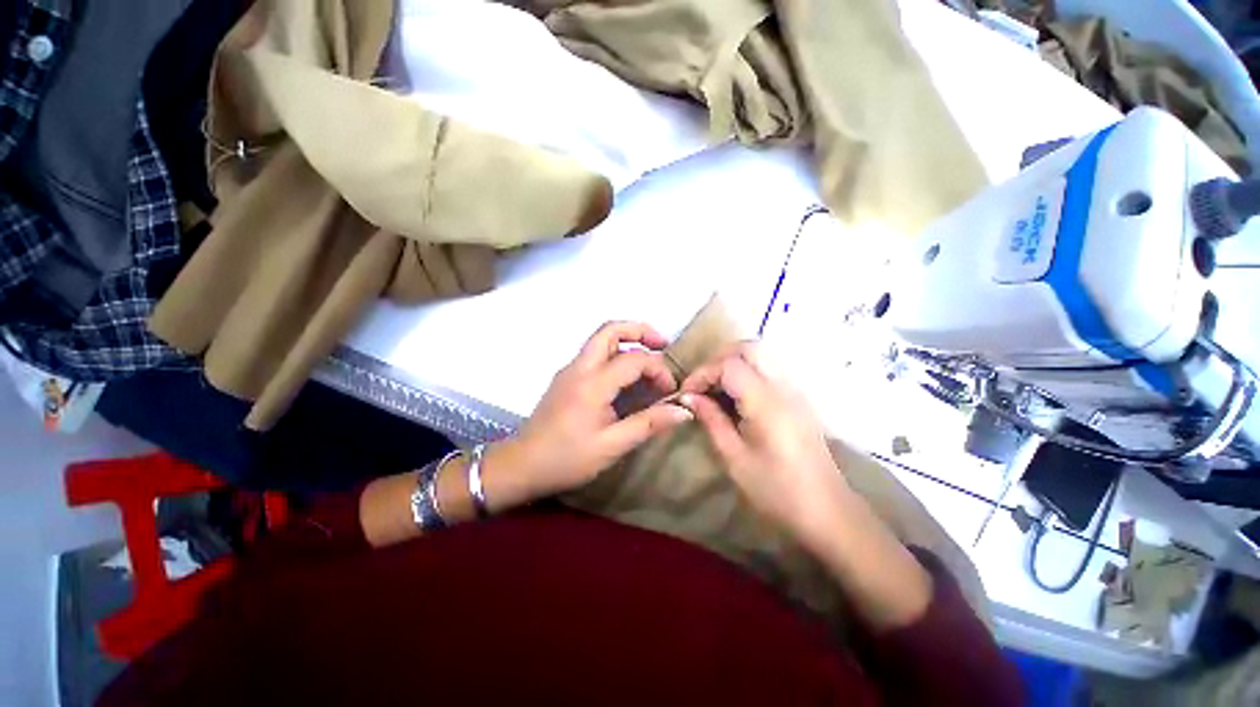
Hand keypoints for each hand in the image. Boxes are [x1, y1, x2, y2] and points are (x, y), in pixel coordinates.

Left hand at [508, 321, 691, 498]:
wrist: (521, 465)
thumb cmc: (566, 459)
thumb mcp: (612, 446)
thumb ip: (648, 424)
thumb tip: (684, 410)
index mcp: (592, 383)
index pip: (634, 359)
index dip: (658, 369)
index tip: (670, 390)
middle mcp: (579, 367)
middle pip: (610, 329)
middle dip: (640, 331)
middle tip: (663, 345)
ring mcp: (570, 369)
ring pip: (600, 338)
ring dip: (627, 340)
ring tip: (649, 358)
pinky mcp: (566, 377)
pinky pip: (594, 354)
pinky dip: (615, 353)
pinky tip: (626, 377)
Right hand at [679, 343, 852, 545]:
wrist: (826, 510)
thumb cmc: (776, 490)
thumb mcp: (734, 458)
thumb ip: (711, 420)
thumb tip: (689, 397)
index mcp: (766, 403)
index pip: (729, 365)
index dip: (702, 373)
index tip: (686, 393)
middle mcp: (783, 387)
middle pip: (749, 348)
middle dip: (718, 359)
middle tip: (702, 384)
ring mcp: (795, 390)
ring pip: (762, 354)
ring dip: (733, 362)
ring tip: (715, 388)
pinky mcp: (798, 398)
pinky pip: (769, 368)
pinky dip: (747, 371)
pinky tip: (736, 396)